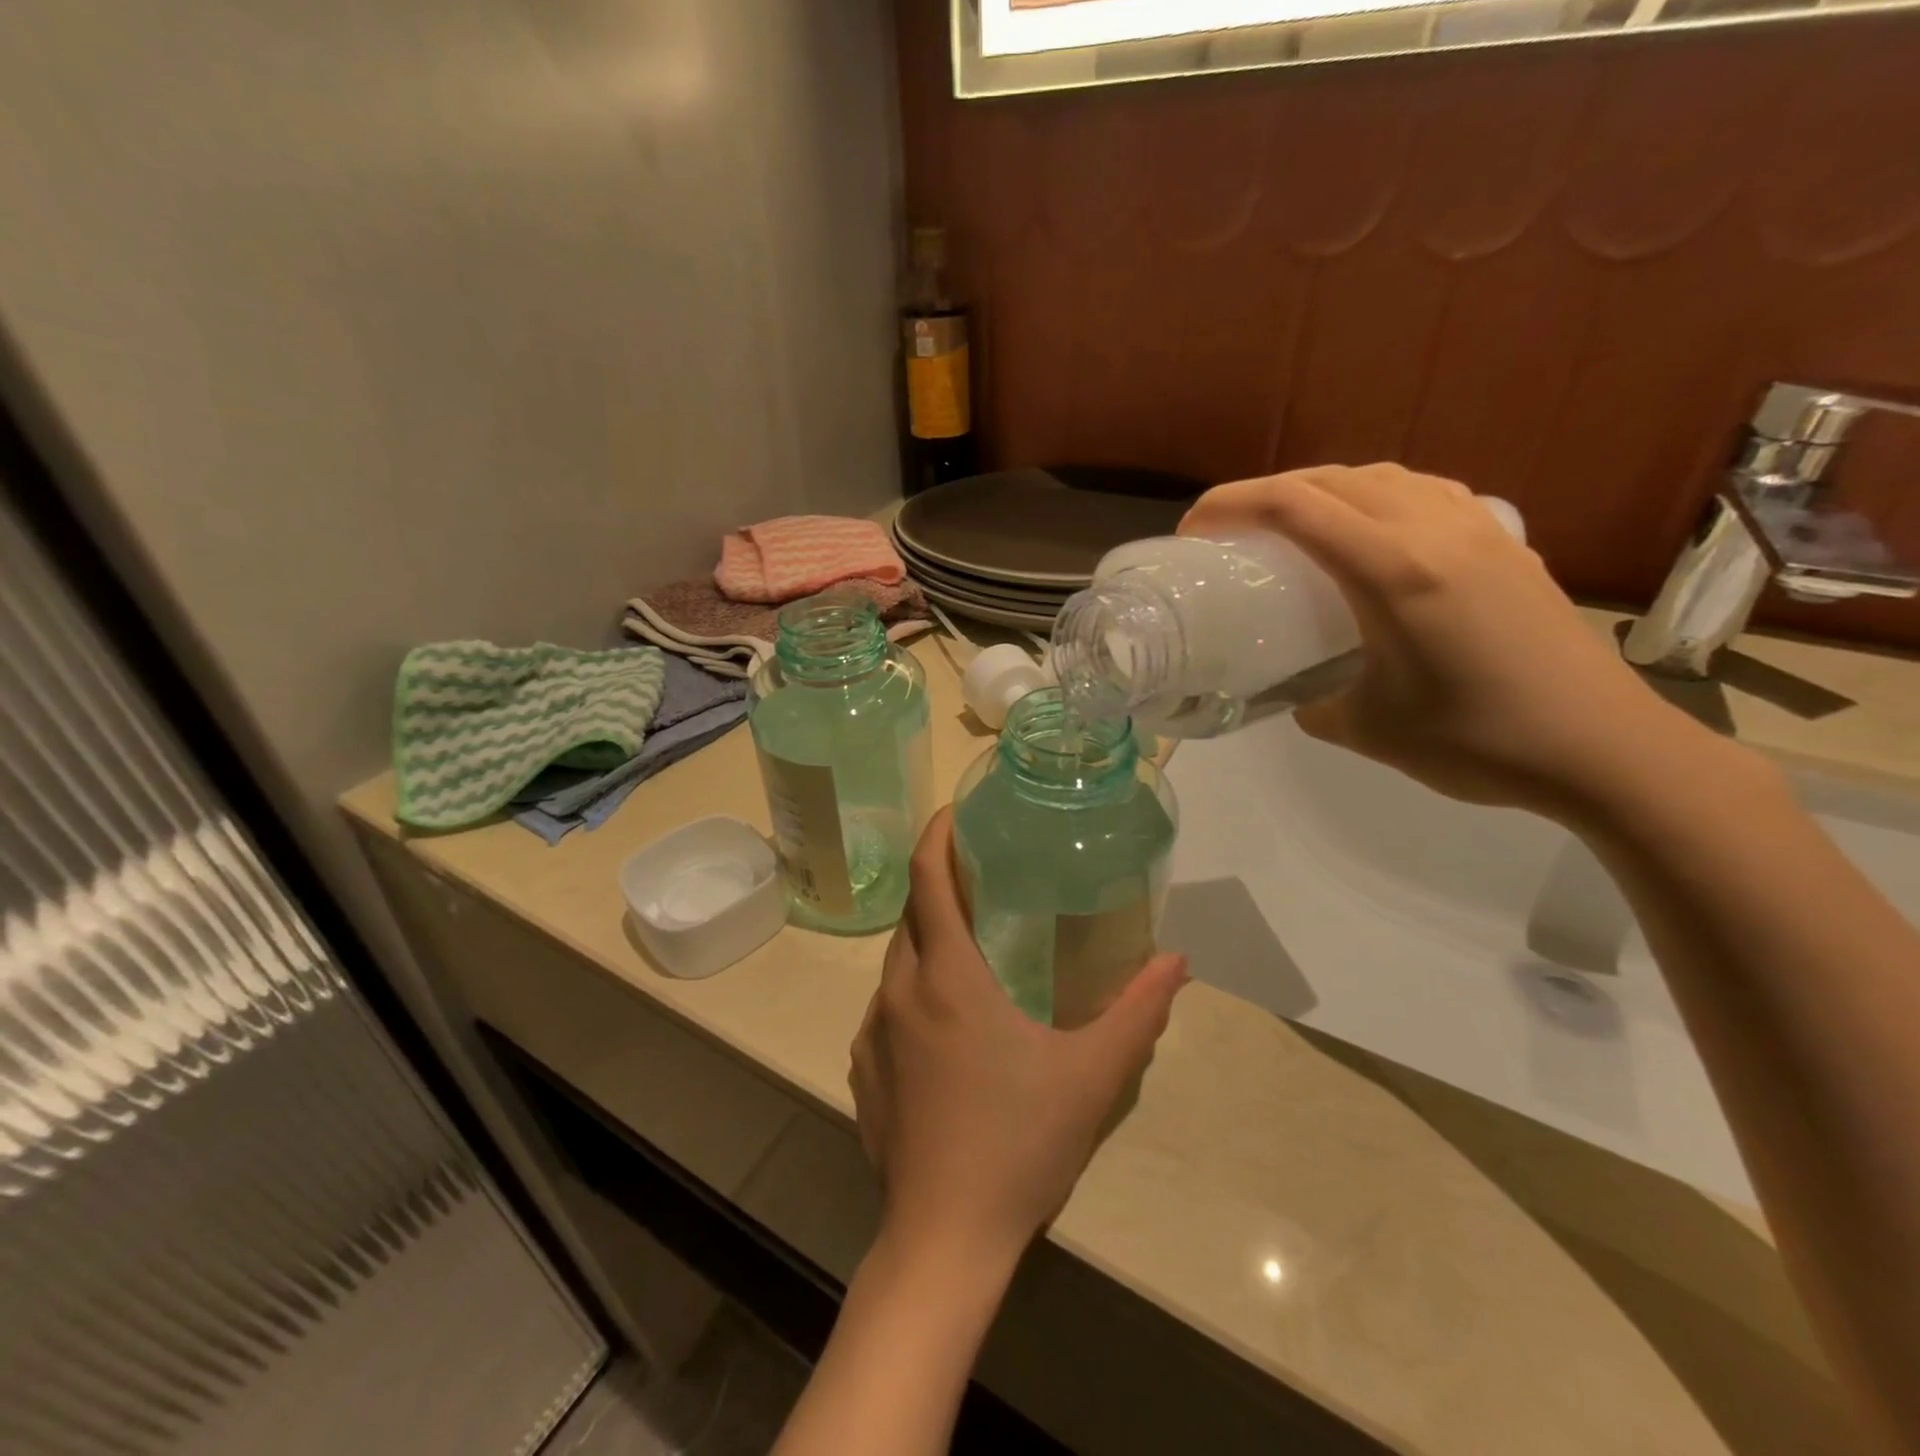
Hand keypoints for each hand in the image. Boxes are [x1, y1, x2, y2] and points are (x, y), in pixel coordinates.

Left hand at [850, 810, 1188, 1266]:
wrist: (944, 1238)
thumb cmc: (1019, 1143)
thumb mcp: (1092, 1074)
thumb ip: (1138, 1011)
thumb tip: (1176, 961)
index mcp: (947, 977)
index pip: (927, 879)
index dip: (936, 836)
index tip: (955, 813)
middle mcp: (899, 991)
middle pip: (911, 916)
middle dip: (940, 889)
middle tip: (983, 885)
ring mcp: (872, 1033)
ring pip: (896, 962)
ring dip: (928, 943)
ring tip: (971, 952)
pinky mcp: (862, 1070)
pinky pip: (885, 1008)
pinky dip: (913, 992)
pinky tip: (947, 1028)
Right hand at [1181, 464, 1737, 821]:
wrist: (1604, 749)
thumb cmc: (1478, 741)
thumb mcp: (1368, 730)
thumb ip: (1314, 704)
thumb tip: (1299, 695)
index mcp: (1394, 571)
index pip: (1295, 506)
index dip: (1232, 504)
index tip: (1194, 528)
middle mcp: (1435, 531)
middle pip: (1333, 477)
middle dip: (1267, 492)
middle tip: (1230, 528)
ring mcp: (1478, 530)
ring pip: (1383, 475)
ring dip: (1324, 488)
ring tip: (1294, 525)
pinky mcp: (1507, 543)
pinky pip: (1425, 493)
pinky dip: (1378, 497)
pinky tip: (1373, 533)